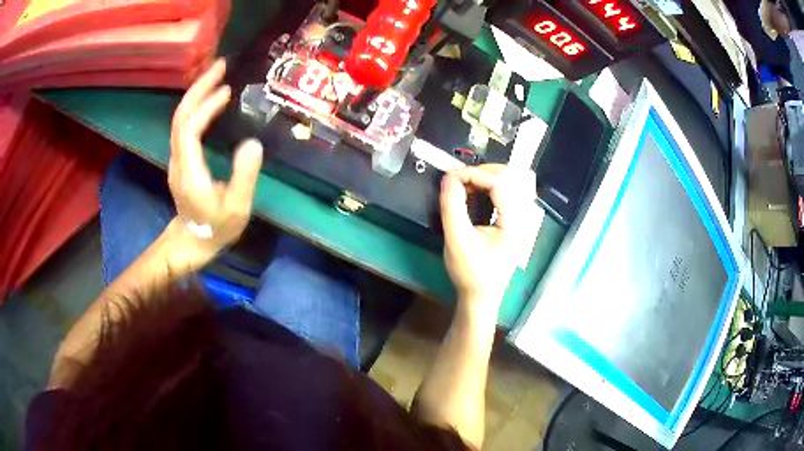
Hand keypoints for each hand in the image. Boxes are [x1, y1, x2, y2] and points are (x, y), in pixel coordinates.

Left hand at [169, 58, 262, 251]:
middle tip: (220, 66)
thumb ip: (244, 177)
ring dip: (197, 94)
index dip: (205, 104)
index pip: (189, 127)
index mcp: (189, 170)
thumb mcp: (237, 208)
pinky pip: (185, 125)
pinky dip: (197, 107)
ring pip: (180, 119)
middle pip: (181, 116)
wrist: (193, 242)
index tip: (226, 88)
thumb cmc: (216, 228)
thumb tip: (253, 143)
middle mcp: (178, 159)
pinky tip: (212, 100)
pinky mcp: (182, 158)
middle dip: (198, 88)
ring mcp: (177, 158)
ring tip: (218, 76)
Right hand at [440, 164, 542, 310]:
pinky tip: (480, 192)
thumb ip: (452, 207)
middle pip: (514, 177)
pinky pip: (514, 191)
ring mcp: (526, 219)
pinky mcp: (520, 221)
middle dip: (485, 171)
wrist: (481, 296)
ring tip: (470, 182)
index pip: (500, 184)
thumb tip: (449, 178)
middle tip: (461, 178)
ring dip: (493, 176)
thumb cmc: (470, 272)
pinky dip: (497, 185)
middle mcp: (526, 218)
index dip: (474, 174)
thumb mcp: (456, 240)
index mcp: (516, 224)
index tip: (451, 177)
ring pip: (518, 181)